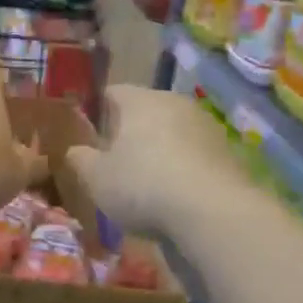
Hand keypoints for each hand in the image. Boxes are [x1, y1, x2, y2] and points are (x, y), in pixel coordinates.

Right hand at [66, 84, 239, 236]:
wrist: (213, 211)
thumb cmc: (143, 186)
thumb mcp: (97, 179)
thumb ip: (81, 161)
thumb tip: (74, 151)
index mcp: (139, 101)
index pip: (113, 92)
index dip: (100, 112)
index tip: (93, 136)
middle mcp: (174, 102)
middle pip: (146, 110)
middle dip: (133, 132)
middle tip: (119, 164)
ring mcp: (206, 125)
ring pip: (174, 131)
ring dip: (163, 150)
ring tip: (151, 184)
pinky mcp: (228, 151)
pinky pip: (197, 153)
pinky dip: (186, 168)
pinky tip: (180, 195)